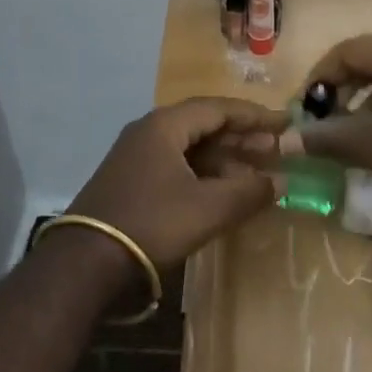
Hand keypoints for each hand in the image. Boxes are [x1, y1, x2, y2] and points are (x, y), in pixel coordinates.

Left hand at [69, 98, 284, 271]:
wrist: (85, 262)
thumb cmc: (151, 223)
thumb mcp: (207, 209)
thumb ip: (248, 192)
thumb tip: (281, 181)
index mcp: (165, 125)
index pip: (218, 108)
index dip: (254, 115)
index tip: (286, 122)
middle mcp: (149, 132)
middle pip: (204, 126)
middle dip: (242, 138)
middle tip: (277, 149)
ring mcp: (137, 157)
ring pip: (191, 149)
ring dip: (225, 160)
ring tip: (258, 174)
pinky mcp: (132, 182)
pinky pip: (178, 167)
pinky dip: (205, 175)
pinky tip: (225, 193)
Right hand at [282, 35, 371, 210]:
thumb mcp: (366, 145)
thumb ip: (324, 138)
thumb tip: (285, 141)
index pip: (344, 51)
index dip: (319, 77)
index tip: (305, 106)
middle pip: (370, 59)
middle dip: (342, 87)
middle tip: (327, 116)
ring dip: (368, 97)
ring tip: (357, 130)